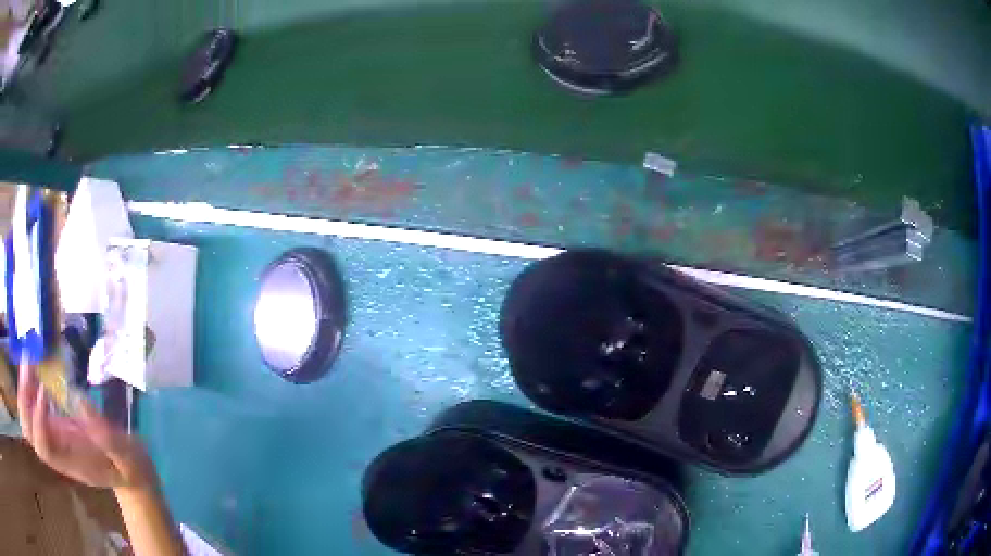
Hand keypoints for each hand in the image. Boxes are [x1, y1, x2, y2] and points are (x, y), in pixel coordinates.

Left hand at [18, 362, 156, 492]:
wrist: (128, 476)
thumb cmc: (128, 466)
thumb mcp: (126, 455)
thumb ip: (107, 435)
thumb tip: (78, 397)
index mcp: (70, 461)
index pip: (43, 446)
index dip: (37, 419)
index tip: (44, 390)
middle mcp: (56, 451)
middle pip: (29, 433)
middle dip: (23, 400)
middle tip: (28, 366)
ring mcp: (52, 438)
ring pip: (26, 420)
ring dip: (23, 390)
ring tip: (29, 360)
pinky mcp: (52, 426)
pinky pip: (31, 410)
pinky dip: (27, 387)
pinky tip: (35, 368)